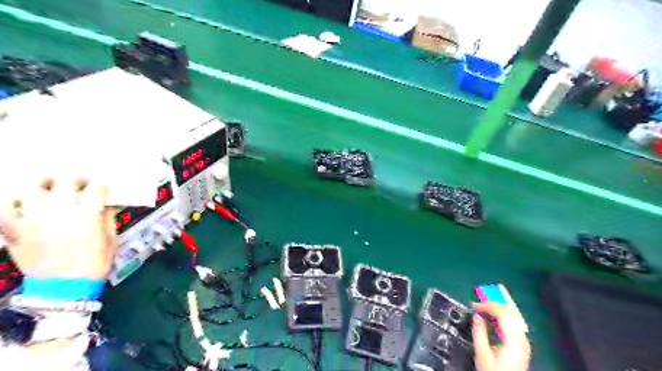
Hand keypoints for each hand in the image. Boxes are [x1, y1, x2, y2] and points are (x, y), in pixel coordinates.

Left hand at [0, 177, 116, 278]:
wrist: (64, 289)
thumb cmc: (94, 263)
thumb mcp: (111, 240)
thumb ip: (108, 219)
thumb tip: (107, 204)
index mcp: (88, 218)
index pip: (96, 190)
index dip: (100, 186)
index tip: (101, 188)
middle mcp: (60, 215)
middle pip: (63, 183)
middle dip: (73, 178)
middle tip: (77, 182)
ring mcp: (34, 222)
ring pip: (30, 191)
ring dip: (41, 184)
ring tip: (46, 185)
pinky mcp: (15, 232)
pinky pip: (4, 211)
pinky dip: (10, 202)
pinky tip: (20, 201)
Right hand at [473, 301, 531, 370]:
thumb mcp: (482, 352)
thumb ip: (479, 332)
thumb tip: (476, 316)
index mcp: (513, 339)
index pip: (503, 313)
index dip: (487, 305)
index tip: (474, 305)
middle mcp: (521, 338)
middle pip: (510, 312)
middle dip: (493, 304)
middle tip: (479, 303)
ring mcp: (523, 342)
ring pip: (513, 317)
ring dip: (498, 309)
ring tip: (484, 308)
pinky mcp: (521, 346)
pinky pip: (513, 324)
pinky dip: (502, 317)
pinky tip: (493, 319)